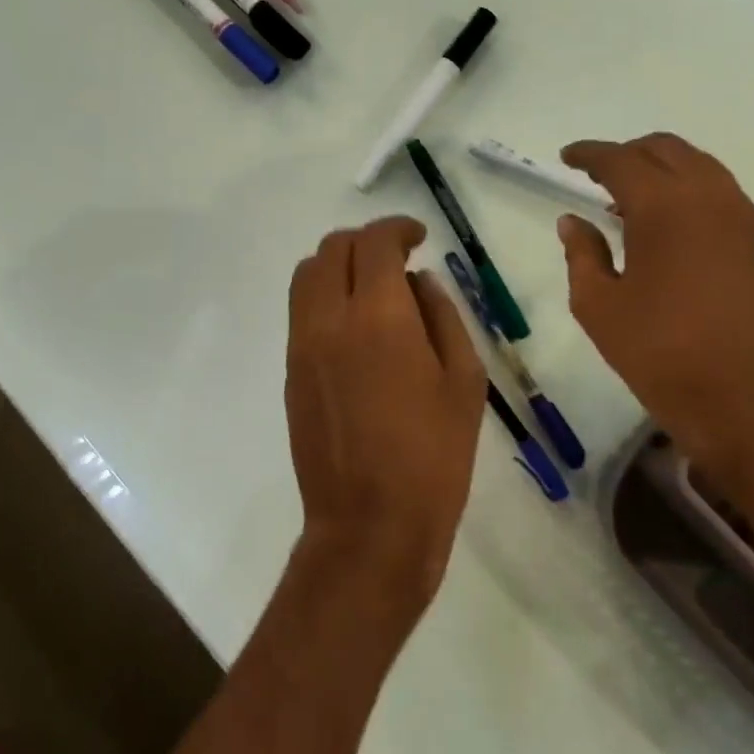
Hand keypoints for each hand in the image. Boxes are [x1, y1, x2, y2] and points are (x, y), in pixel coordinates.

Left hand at [285, 217, 486, 622]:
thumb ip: (443, 317)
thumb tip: (420, 282)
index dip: (398, 228)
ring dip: (338, 265)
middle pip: (332, 249)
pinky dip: (324, 296)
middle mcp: (329, 320)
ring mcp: (302, 346)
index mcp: (379, 317)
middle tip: (398, 258)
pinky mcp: (290, 372)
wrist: (369, 525)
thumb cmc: (433, 457)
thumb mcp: (463, 382)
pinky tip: (356, 326)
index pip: (375, 243)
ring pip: (306, 276)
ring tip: (373, 288)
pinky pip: (300, 311)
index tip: (419, 236)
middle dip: (366, 241)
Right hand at [556, 134, 753, 477]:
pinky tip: (664, 221)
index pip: (620, 160)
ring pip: (696, 164)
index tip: (566, 157)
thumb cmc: (656, 351)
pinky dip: (685, 187)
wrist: (738, 396)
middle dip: (626, 154)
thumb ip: (581, 253)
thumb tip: (571, 221)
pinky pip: (716, 189)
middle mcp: (707, 196)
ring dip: (659, 167)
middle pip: (664, 149)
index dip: (589, 154)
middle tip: (595, 174)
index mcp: (663, 207)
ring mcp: (739, 215)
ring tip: (627, 198)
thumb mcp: (598, 305)